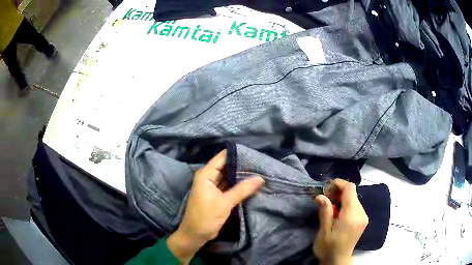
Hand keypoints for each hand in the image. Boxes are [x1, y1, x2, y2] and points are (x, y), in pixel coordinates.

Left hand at [167, 150, 264, 263]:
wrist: (195, 234)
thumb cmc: (206, 217)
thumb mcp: (225, 203)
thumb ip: (243, 189)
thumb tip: (260, 178)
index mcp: (206, 174)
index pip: (222, 157)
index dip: (236, 154)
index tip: (253, 153)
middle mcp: (208, 177)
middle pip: (226, 166)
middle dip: (241, 165)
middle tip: (259, 163)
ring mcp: (212, 186)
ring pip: (228, 176)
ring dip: (240, 175)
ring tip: (258, 171)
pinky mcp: (216, 195)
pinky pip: (228, 185)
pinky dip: (237, 184)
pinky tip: (250, 183)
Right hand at [313, 179, 368, 264]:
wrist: (338, 260)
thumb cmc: (328, 247)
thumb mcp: (324, 231)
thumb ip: (325, 212)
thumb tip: (320, 196)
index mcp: (351, 215)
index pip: (350, 188)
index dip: (338, 184)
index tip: (325, 191)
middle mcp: (361, 213)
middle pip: (352, 192)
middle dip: (338, 192)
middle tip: (325, 200)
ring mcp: (363, 216)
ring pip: (354, 198)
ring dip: (341, 198)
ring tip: (330, 208)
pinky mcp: (363, 220)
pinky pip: (355, 205)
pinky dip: (346, 204)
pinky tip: (338, 213)